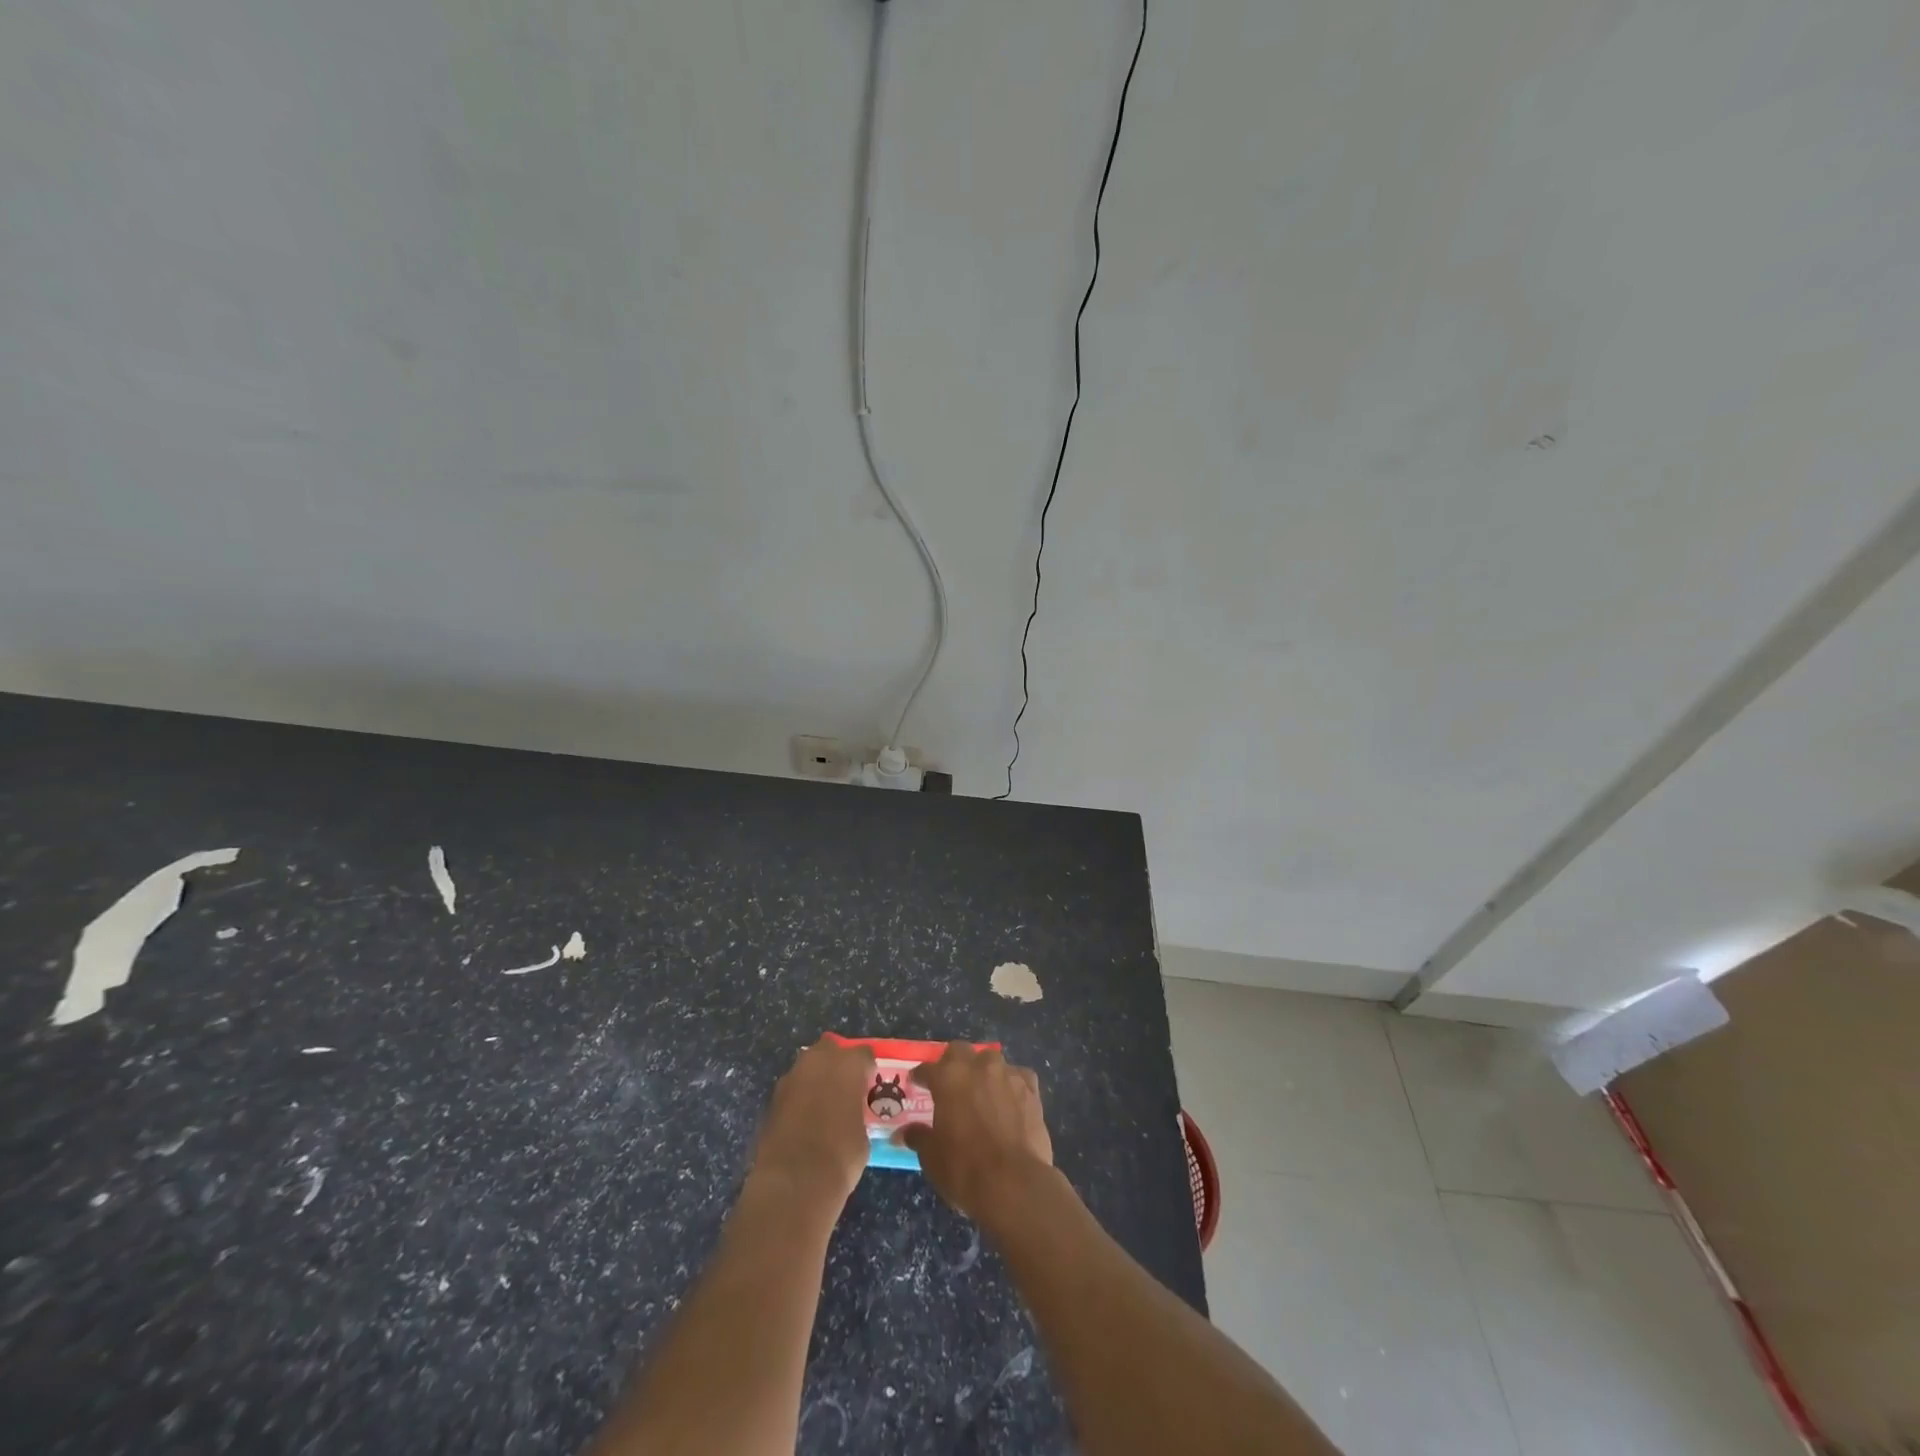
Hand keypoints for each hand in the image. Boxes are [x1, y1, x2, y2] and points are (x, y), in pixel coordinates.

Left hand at [749, 1037, 874, 1206]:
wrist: (793, 1183)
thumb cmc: (841, 1157)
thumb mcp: (862, 1134)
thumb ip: (856, 1112)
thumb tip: (849, 1115)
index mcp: (848, 1064)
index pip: (864, 1054)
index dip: (867, 1070)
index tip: (869, 1086)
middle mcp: (818, 1061)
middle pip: (830, 1049)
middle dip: (836, 1064)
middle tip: (844, 1090)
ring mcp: (791, 1078)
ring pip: (807, 1067)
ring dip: (815, 1080)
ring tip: (822, 1107)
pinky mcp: (771, 1099)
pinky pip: (792, 1090)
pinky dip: (798, 1099)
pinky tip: (803, 1122)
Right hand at [900, 1044, 1054, 1222]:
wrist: (1015, 1184)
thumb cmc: (964, 1169)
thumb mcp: (932, 1157)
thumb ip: (918, 1137)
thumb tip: (903, 1133)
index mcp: (948, 1077)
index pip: (928, 1068)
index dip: (920, 1076)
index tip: (916, 1083)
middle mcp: (978, 1066)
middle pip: (961, 1051)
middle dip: (952, 1063)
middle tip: (949, 1084)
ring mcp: (1008, 1075)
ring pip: (992, 1060)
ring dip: (983, 1072)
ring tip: (980, 1092)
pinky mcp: (1031, 1089)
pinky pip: (1019, 1076)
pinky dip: (1012, 1084)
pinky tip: (1010, 1100)